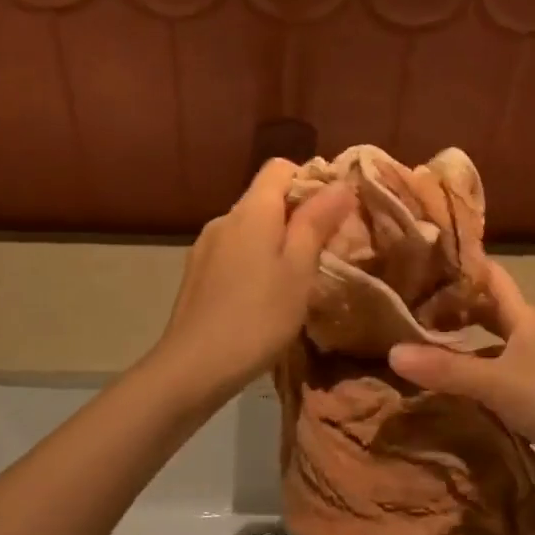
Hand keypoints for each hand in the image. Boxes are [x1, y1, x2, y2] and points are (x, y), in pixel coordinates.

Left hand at [152, 160, 354, 401]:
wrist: (194, 366)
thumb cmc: (258, 317)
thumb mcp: (298, 270)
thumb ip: (317, 222)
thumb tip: (340, 183)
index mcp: (251, 211)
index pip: (280, 168)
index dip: (310, 181)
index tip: (334, 214)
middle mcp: (224, 219)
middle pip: (265, 198)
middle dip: (297, 216)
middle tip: (325, 251)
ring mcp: (206, 247)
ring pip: (250, 228)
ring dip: (275, 242)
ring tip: (296, 279)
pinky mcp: (197, 273)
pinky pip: (234, 252)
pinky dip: (254, 261)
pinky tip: (263, 297)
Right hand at [388, 263, 534, 503]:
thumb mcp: (498, 381)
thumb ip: (447, 369)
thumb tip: (392, 352)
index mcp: (524, 319)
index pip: (492, 277)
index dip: (463, 264)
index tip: (422, 258)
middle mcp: (527, 339)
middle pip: (485, 314)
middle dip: (450, 309)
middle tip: (404, 308)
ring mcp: (531, 372)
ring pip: (485, 351)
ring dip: (456, 350)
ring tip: (411, 349)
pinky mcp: (531, 404)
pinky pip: (490, 385)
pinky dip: (466, 385)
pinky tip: (439, 393)